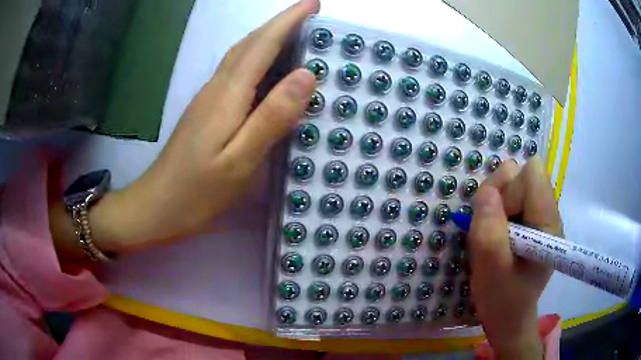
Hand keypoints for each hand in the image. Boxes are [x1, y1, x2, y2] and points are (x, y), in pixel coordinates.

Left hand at [51, 0, 318, 256]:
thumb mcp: (240, 160)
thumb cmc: (197, 191)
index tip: (313, 4)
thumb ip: (272, 117)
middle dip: (280, 23)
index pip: (263, 45)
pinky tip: (268, 68)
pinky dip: (257, 59)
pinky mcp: (207, 111)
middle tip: (309, 14)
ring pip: (241, 55)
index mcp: (228, 94)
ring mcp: (209, 98)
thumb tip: (307, 75)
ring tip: (295, 33)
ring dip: (268, 37)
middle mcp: (217, 87)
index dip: (289, 21)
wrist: (157, 206)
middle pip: (250, 44)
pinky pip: (236, 73)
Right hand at [469, 157, 562, 359]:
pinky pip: (511, 200)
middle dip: (499, 197)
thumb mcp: (491, 269)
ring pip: (513, 186)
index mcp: (548, 224)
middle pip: (521, 176)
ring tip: (491, 237)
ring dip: (495, 206)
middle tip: (489, 230)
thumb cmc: (502, 299)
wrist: (508, 318)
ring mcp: (540, 217)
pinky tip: (496, 237)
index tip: (498, 220)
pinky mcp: (531, 222)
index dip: (510, 189)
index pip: (532, 174)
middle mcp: (549, 213)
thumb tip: (487, 190)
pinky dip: (497, 213)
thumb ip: (489, 229)